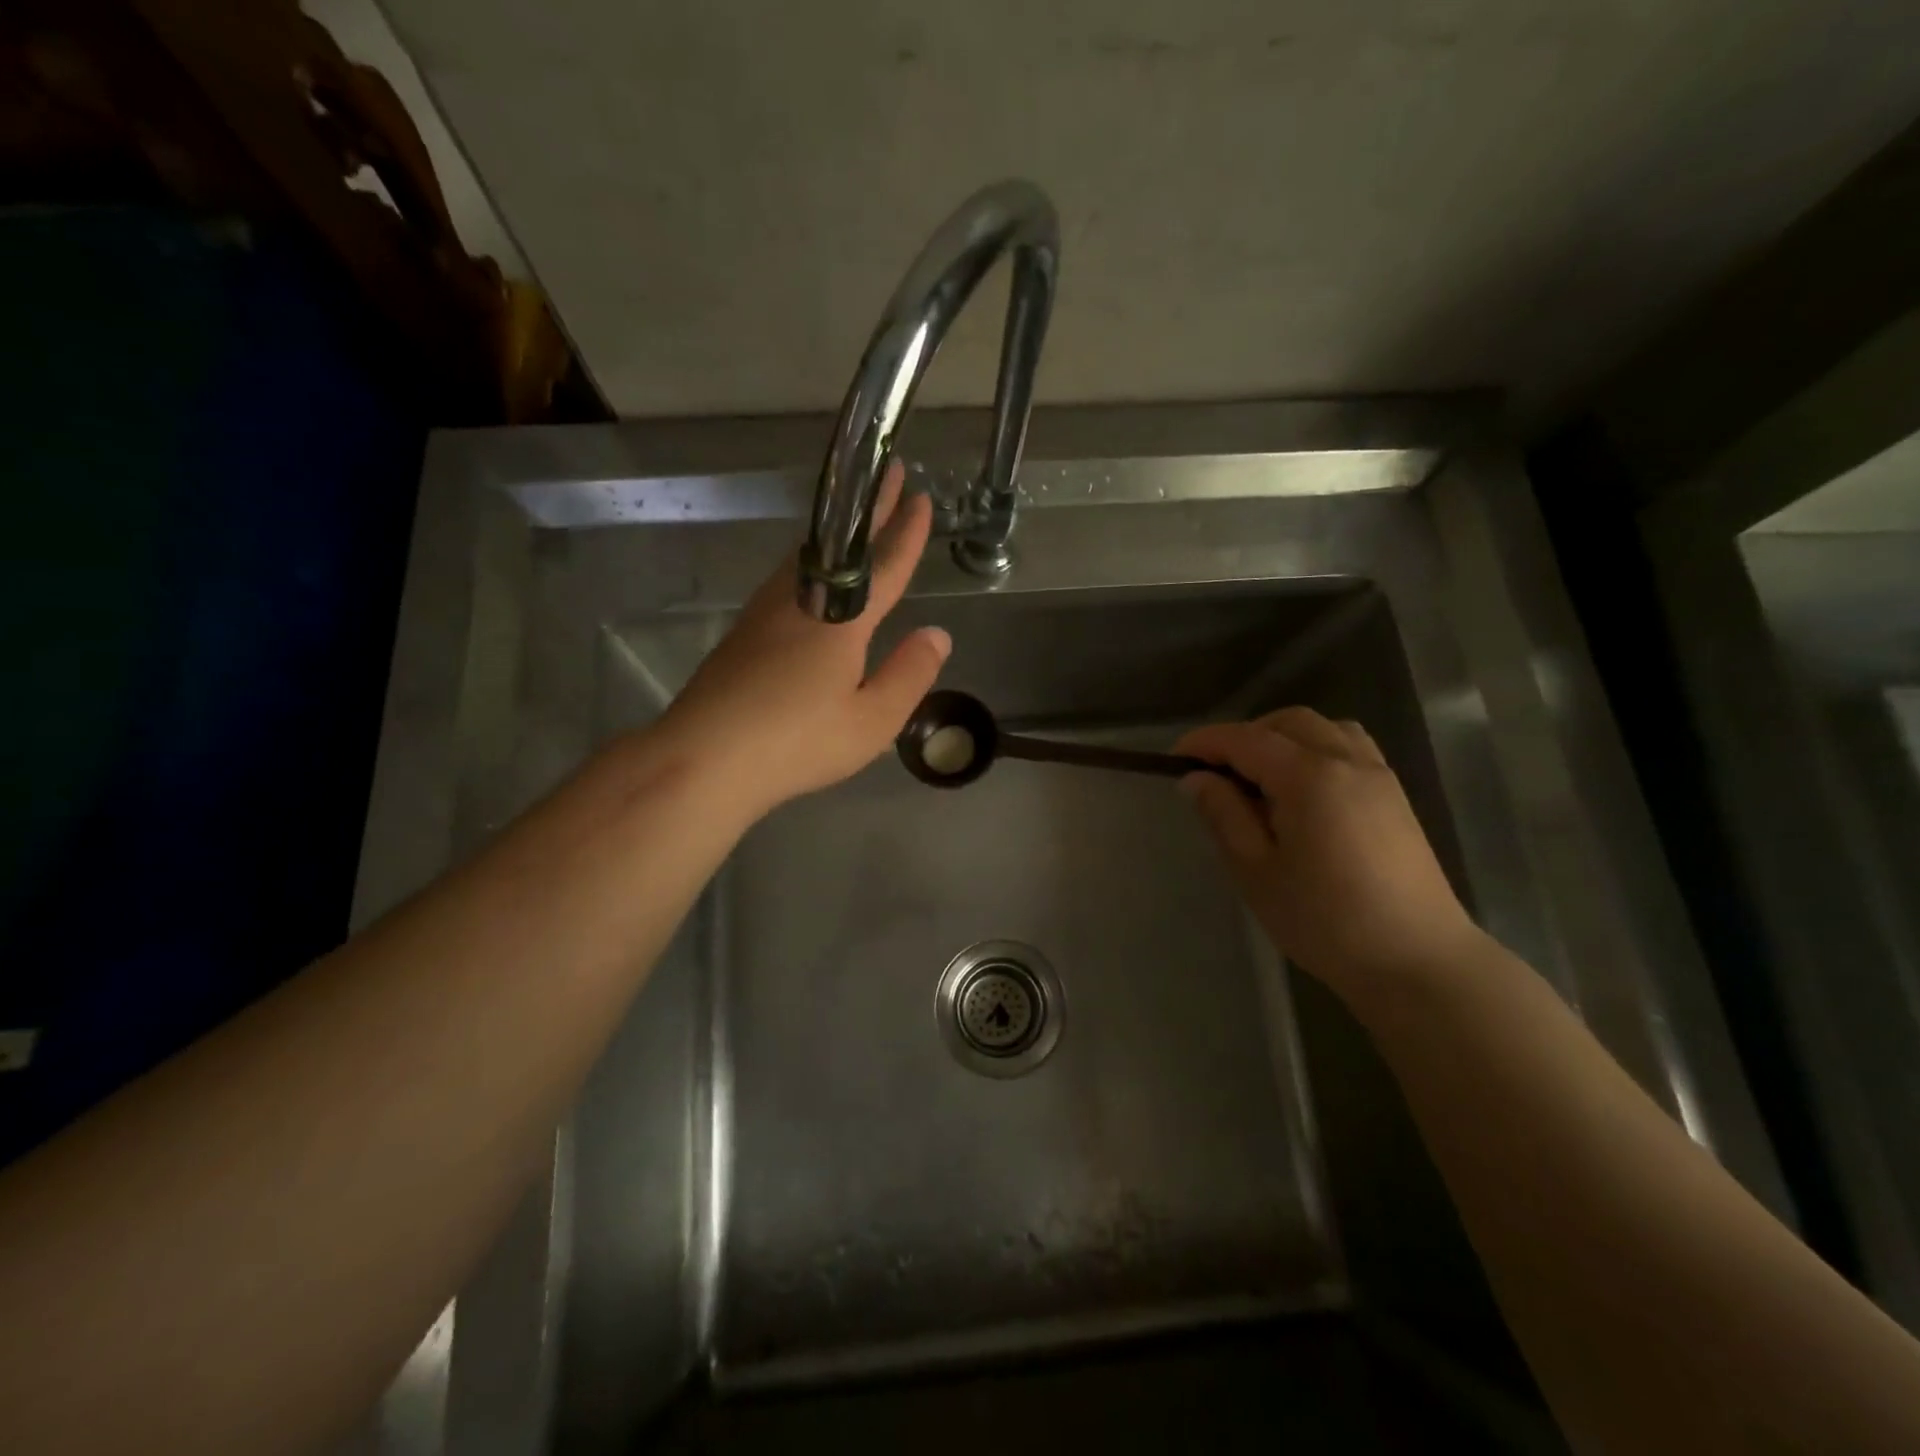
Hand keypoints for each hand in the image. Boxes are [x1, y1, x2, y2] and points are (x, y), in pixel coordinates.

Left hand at [656, 463, 950, 822]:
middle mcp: (801, 602)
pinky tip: (811, 576)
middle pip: (843, 547)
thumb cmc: (797, 742)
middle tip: (889, 473)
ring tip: (856, 519)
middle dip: (870, 510)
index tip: (920, 497)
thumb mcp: (872, 720)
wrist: (704, 758)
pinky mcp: (744, 631)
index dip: (905, 534)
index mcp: (840, 621)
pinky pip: (789, 578)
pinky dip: (813, 562)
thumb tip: (938, 633)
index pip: (883, 567)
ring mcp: (766, 613)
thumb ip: (909, 675)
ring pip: (810, 558)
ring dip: (840, 535)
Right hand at [1176, 708, 1481, 998]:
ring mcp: (1378, 775)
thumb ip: (1224, 814)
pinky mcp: (1394, 796)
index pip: (1245, 739)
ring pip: (1322, 728)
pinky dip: (1315, 749)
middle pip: (1287, 722)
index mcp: (1309, 777)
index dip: (1205, 743)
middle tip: (1214, 773)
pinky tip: (1301, 789)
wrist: (1417, 961)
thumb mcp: (1256, 870)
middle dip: (1244, 736)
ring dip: (1282, 738)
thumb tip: (1195, 778)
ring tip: (1258, 777)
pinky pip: (1349, 747)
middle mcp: (1347, 761)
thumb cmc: (1325, 920)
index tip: (1173, 758)